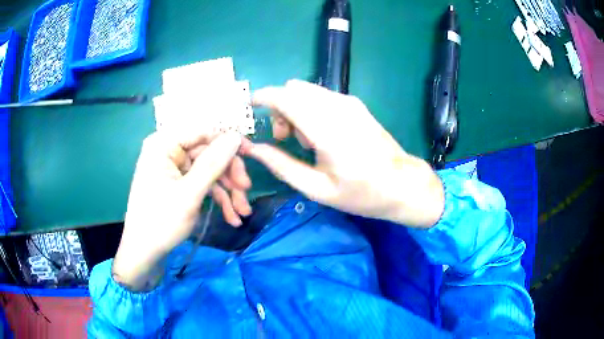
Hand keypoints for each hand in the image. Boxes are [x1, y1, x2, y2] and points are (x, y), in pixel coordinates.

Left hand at [113, 131, 250, 290]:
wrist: (145, 252)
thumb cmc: (161, 222)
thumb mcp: (189, 194)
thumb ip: (212, 164)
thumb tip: (236, 136)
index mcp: (163, 144)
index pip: (203, 132)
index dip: (228, 143)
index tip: (252, 155)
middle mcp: (168, 150)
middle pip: (209, 153)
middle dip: (229, 175)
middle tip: (246, 192)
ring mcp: (174, 168)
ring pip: (209, 170)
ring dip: (228, 191)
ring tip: (242, 213)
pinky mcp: (179, 183)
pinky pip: (203, 183)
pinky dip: (218, 198)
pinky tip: (231, 217)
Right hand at [244, 80, 443, 227]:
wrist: (403, 185)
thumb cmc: (361, 193)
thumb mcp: (317, 188)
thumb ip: (281, 166)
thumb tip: (253, 149)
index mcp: (327, 129)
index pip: (285, 98)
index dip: (262, 98)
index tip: (250, 109)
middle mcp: (337, 107)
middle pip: (293, 90)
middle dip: (279, 108)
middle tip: (282, 138)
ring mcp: (349, 103)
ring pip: (307, 91)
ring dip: (295, 109)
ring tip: (304, 141)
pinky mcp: (355, 104)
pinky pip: (321, 96)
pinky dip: (310, 108)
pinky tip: (320, 133)